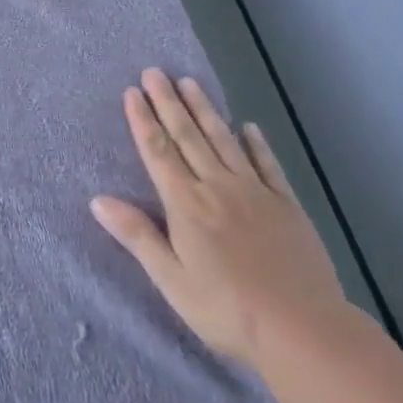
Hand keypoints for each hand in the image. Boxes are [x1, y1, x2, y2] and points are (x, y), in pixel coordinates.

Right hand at [91, 70, 348, 370]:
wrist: (304, 331)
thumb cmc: (227, 310)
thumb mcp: (172, 279)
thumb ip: (137, 236)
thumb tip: (97, 200)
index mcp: (186, 204)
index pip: (158, 152)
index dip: (143, 120)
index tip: (132, 92)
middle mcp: (218, 188)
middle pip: (188, 136)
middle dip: (168, 103)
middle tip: (154, 71)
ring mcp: (255, 193)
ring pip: (224, 141)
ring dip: (205, 110)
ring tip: (189, 82)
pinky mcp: (287, 206)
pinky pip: (267, 165)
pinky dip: (256, 144)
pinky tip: (248, 126)